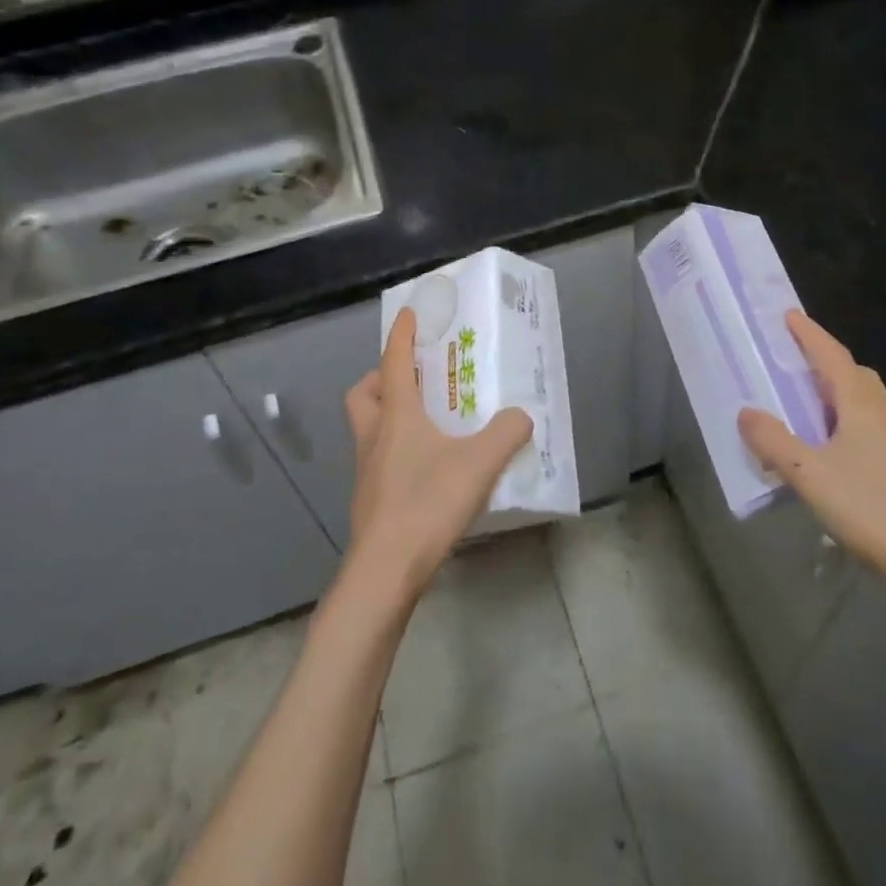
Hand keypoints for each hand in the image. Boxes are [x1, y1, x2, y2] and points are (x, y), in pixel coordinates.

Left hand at [341, 307, 534, 602]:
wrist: (385, 571)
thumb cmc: (427, 503)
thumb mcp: (479, 464)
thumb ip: (506, 434)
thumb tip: (522, 416)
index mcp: (397, 417)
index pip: (393, 362)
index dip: (401, 335)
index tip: (409, 314)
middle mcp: (375, 436)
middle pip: (363, 394)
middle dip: (380, 377)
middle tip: (410, 379)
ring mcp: (366, 470)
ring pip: (367, 427)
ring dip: (386, 414)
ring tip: (424, 422)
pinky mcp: (369, 500)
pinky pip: (377, 458)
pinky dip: (394, 449)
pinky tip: (424, 467)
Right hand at [737, 311, 885, 631]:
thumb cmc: (870, 508)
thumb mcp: (809, 475)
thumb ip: (773, 442)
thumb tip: (746, 412)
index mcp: (861, 405)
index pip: (832, 356)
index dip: (809, 334)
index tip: (787, 315)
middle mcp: (881, 414)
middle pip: (852, 373)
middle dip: (822, 359)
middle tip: (789, 356)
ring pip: (860, 399)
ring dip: (831, 389)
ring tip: (799, 397)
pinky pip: (863, 423)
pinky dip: (839, 417)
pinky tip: (822, 442)